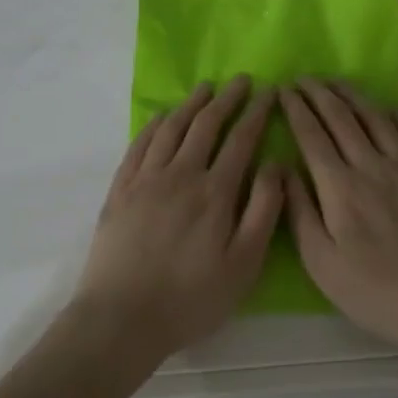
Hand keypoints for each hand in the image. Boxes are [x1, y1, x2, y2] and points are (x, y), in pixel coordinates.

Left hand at [75, 76, 282, 361]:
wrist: (121, 317)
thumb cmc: (191, 298)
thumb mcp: (243, 265)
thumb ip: (263, 211)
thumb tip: (277, 164)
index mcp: (215, 192)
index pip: (241, 139)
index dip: (257, 112)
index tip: (270, 91)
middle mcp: (181, 174)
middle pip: (206, 125)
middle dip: (228, 98)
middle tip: (242, 80)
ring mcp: (146, 179)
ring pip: (172, 128)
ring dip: (192, 104)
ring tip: (205, 88)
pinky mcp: (120, 189)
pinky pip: (139, 144)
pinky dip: (154, 125)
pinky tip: (162, 117)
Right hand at [281, 79, 397, 357]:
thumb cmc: (373, 290)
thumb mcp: (321, 262)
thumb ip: (298, 212)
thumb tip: (283, 170)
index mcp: (339, 187)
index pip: (312, 135)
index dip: (295, 109)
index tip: (282, 90)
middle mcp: (371, 165)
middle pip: (341, 117)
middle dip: (318, 93)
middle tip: (303, 78)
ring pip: (374, 116)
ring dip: (352, 94)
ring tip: (335, 82)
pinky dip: (393, 112)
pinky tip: (384, 106)